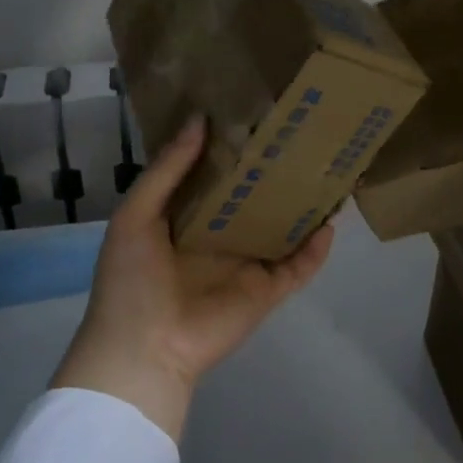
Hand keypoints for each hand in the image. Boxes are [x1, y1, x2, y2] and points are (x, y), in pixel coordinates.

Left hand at [51, 115, 335, 440]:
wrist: (143, 349)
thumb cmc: (131, 279)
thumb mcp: (136, 215)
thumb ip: (167, 169)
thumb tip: (200, 119)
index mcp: (186, 218)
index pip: (216, 175)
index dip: (233, 148)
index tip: (255, 113)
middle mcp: (221, 236)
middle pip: (255, 197)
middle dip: (274, 171)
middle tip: (301, 134)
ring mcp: (246, 263)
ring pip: (283, 227)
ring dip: (303, 204)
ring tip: (328, 169)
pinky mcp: (266, 290)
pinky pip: (299, 266)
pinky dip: (317, 248)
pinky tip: (331, 219)